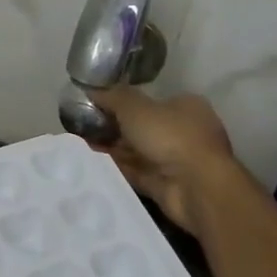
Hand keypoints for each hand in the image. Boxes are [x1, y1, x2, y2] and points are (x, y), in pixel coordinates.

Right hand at [93, 87, 239, 233]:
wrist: (195, 187)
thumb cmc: (170, 136)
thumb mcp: (135, 107)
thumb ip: (113, 97)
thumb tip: (91, 89)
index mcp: (185, 107)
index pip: (150, 101)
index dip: (122, 102)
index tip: (96, 106)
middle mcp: (183, 131)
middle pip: (142, 127)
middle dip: (114, 127)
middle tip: (83, 126)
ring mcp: (176, 160)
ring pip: (137, 151)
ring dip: (113, 148)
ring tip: (81, 145)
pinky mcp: (166, 184)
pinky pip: (136, 172)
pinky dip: (117, 168)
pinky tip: (93, 163)